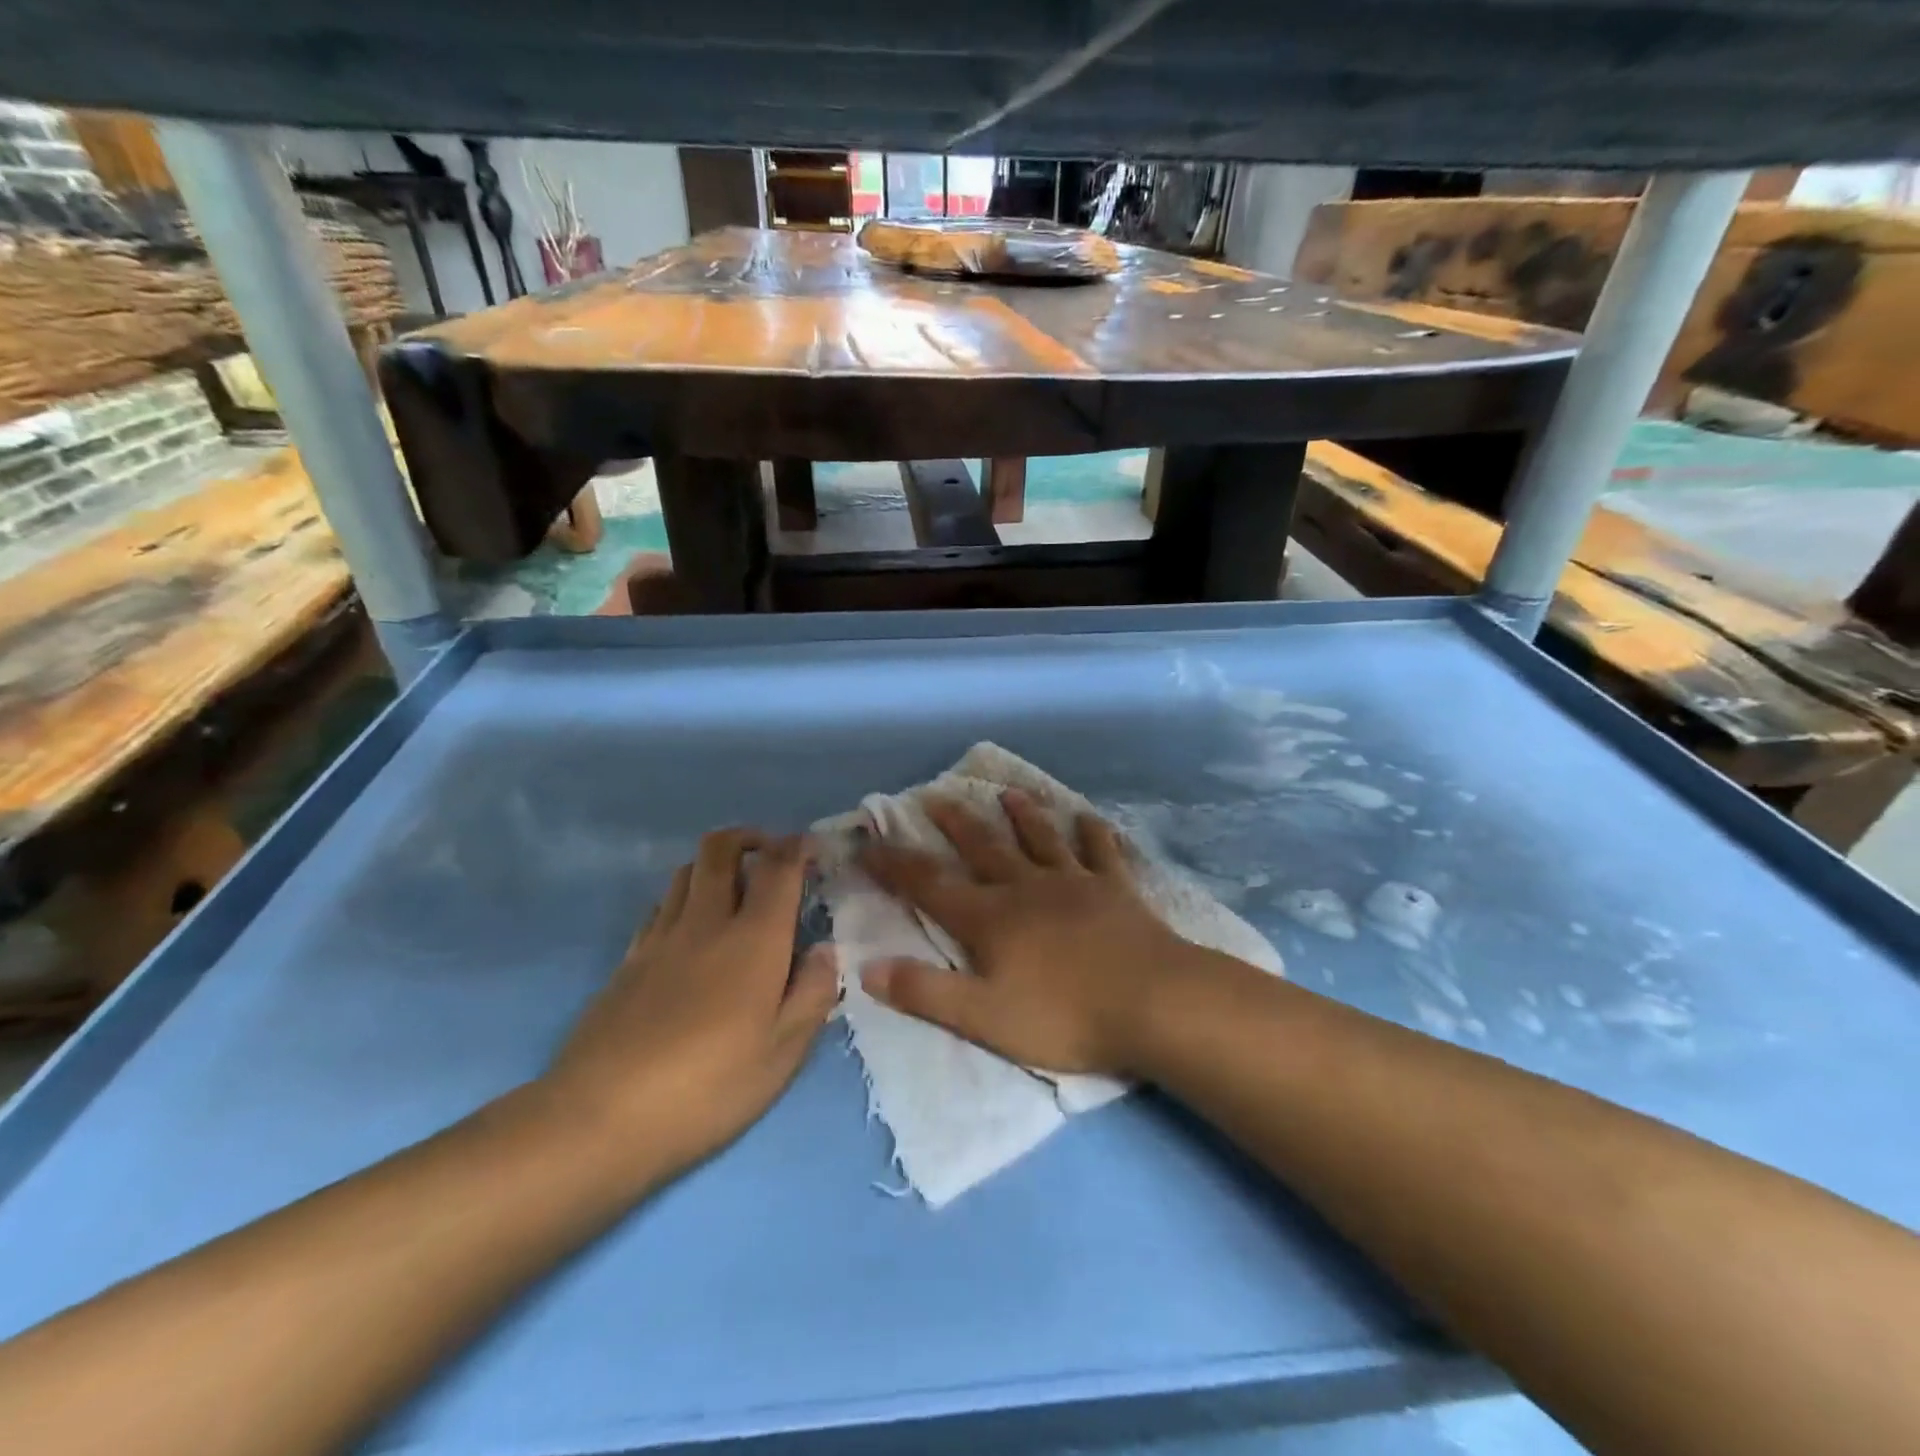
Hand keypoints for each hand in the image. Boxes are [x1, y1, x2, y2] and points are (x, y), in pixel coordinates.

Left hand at [543, 829, 838, 1180]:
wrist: (600, 1117)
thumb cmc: (709, 1087)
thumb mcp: (783, 1053)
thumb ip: (813, 993)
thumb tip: (826, 950)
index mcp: (753, 938)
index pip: (777, 868)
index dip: (798, 847)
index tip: (813, 848)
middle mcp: (706, 922)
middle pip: (720, 848)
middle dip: (750, 837)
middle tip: (771, 856)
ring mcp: (660, 937)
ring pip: (686, 871)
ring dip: (715, 864)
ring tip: (734, 890)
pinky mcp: (628, 960)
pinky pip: (661, 905)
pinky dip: (684, 897)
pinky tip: (692, 930)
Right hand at [858, 790, 1192, 1076]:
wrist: (1154, 1002)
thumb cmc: (1065, 1016)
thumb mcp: (984, 1017)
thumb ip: (925, 992)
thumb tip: (867, 968)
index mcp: (991, 919)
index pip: (930, 886)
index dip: (895, 865)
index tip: (869, 842)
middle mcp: (1026, 889)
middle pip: (983, 848)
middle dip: (954, 823)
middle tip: (934, 795)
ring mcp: (1074, 883)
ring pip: (1040, 840)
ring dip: (1021, 816)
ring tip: (1006, 793)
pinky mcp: (1115, 888)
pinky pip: (1100, 851)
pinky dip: (1092, 832)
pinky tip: (1088, 817)